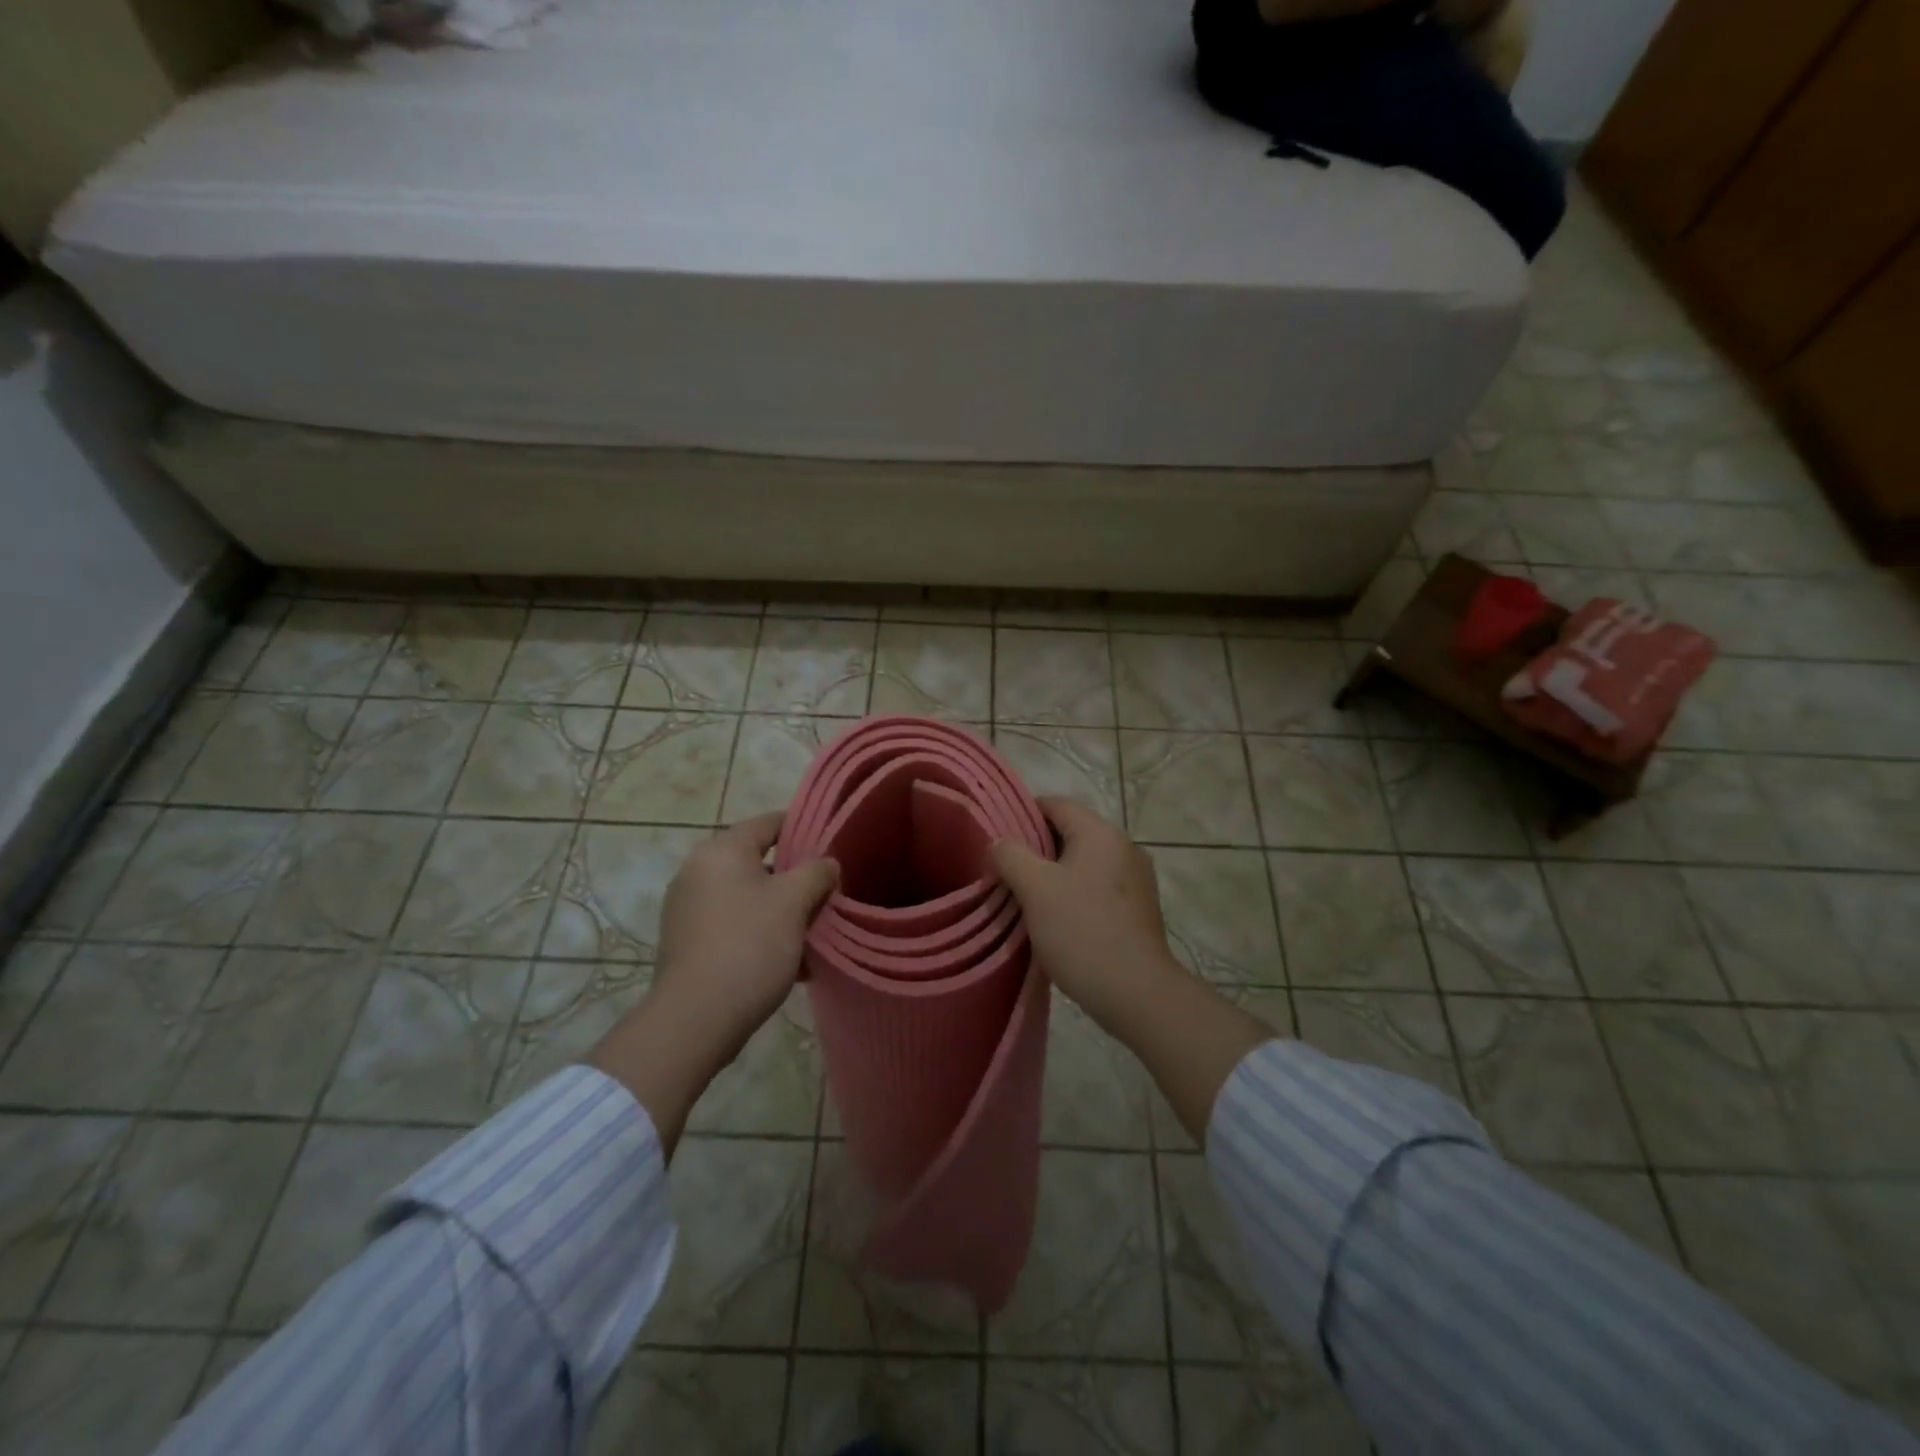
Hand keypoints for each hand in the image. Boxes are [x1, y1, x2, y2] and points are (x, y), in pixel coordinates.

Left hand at [652, 811, 839, 1049]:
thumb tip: (827, 864)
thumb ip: (816, 873)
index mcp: (721, 851)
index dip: (805, 829)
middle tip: (827, 895)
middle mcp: (697, 871)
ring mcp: (688, 908)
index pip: (770, 822)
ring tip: (814, 934)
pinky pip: (734, 924)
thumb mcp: (794, 903)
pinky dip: (761, 933)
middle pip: (759, 862)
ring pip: (748, 897)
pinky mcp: (687, 942)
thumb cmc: (749, 946)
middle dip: (796, 879)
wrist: (695, 1019)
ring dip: (782, 911)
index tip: (833, 846)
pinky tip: (791, 962)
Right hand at [992, 798, 1273, 1143]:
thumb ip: (1011, 856)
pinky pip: (1098, 886)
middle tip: (1005, 869)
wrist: (1137, 993)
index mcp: (1101, 833)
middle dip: (1036, 847)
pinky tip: (1056, 919)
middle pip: (1071, 832)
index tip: (997, 835)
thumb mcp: (1035, 889)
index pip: (1056, 804)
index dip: (1022, 813)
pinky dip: (1074, 893)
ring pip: (1084, 862)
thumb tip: (999, 841)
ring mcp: (1136, 879)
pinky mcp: (1139, 908)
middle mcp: (1123, 847)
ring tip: (1025, 896)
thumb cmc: (1082, 931)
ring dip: (1054, 873)